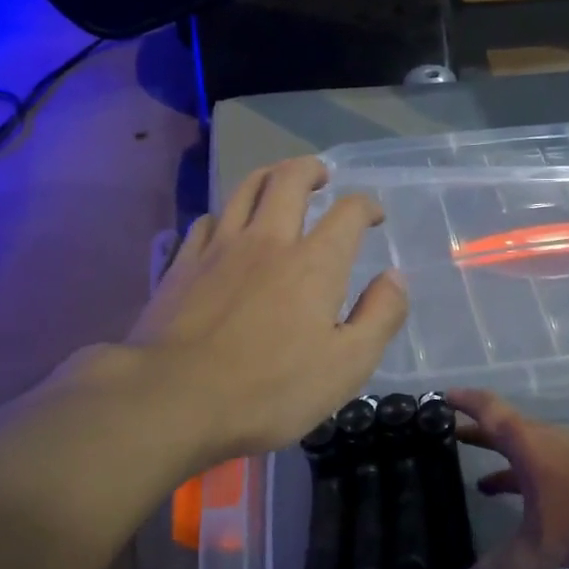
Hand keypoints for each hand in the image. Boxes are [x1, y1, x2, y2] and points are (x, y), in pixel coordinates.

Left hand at [112, 157, 406, 471]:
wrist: (173, 399)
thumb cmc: (269, 391)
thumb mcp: (346, 367)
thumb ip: (379, 316)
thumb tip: (396, 277)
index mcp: (314, 264)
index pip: (347, 213)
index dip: (366, 205)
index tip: (372, 215)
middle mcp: (268, 240)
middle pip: (289, 179)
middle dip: (311, 169)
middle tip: (322, 175)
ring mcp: (219, 248)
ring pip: (245, 189)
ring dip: (268, 176)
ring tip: (278, 181)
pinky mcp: (182, 264)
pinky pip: (207, 220)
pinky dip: (226, 213)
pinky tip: (226, 226)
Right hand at [447, 390, 568, 568]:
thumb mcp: (545, 542)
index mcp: (526, 443)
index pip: (486, 409)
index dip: (462, 400)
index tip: (439, 395)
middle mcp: (546, 443)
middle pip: (504, 431)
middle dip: (476, 435)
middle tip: (448, 439)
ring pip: (529, 456)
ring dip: (504, 465)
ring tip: (479, 482)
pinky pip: (550, 476)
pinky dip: (531, 487)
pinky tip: (533, 512)